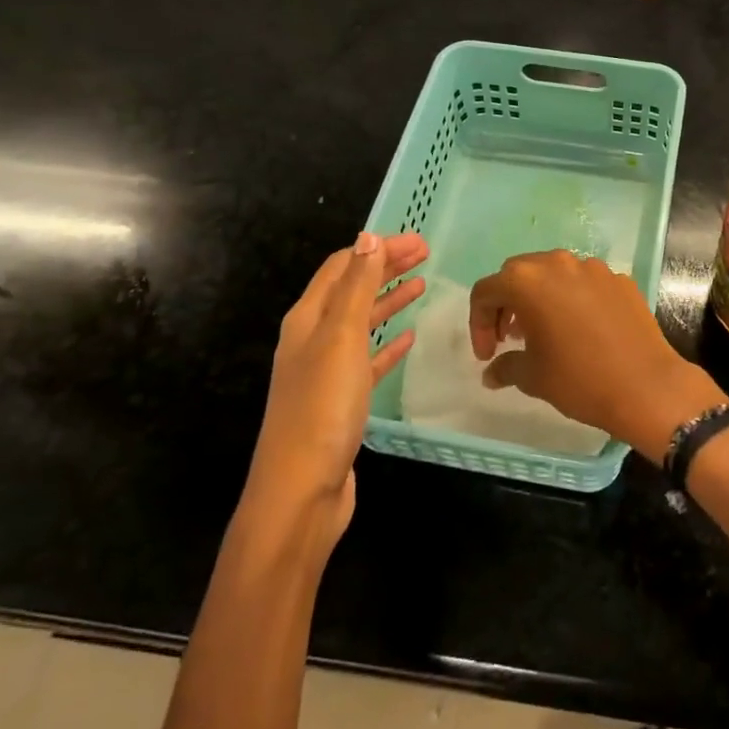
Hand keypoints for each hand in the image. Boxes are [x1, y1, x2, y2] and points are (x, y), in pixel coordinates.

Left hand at [245, 232, 427, 546]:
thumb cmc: (322, 407)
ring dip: (389, 300)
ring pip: (361, 323)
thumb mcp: (341, 337)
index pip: (343, 267)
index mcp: (307, 319)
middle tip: (426, 254)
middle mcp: (312, 339)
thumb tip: (367, 237)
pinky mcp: (342, 401)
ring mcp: (326, 372)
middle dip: (386, 268)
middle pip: (352, 291)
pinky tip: (408, 338)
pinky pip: (368, 360)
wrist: (301, 491)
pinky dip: (388, 344)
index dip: (377, 249)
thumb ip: (356, 287)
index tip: (417, 241)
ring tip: (421, 285)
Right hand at [468, 251, 722, 463]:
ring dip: (540, 297)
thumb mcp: (533, 377)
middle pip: (518, 274)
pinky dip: (573, 299)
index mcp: (528, 281)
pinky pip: (585, 283)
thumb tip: (491, 373)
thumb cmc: (579, 379)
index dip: (478, 322)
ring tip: (544, 331)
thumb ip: (505, 367)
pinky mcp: (620, 279)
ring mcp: (594, 268)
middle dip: (507, 304)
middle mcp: (559, 263)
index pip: (487, 291)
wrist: (647, 386)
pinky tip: (581, 330)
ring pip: (554, 274)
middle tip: (509, 337)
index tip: (487, 354)